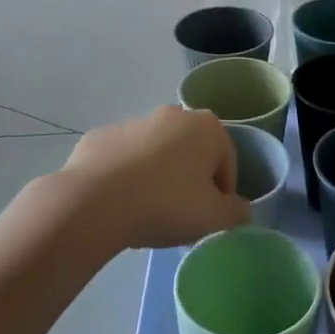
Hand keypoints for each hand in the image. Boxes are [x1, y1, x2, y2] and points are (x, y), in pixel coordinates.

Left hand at [56, 106, 252, 252]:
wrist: (94, 202)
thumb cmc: (166, 204)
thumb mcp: (214, 219)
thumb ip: (237, 214)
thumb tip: (240, 210)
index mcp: (207, 127)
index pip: (227, 162)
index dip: (223, 194)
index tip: (209, 219)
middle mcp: (172, 114)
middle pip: (191, 153)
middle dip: (190, 181)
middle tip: (180, 216)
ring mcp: (133, 122)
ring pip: (156, 154)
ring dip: (157, 177)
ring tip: (146, 213)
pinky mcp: (100, 136)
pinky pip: (122, 160)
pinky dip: (125, 177)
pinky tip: (118, 204)